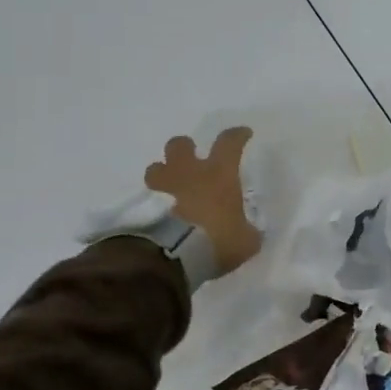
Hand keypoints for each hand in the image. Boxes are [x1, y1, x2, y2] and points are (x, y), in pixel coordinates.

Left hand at [144, 127, 260, 275]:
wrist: (175, 256)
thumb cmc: (217, 240)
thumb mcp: (245, 241)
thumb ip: (247, 232)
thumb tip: (247, 232)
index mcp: (218, 174)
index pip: (229, 143)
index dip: (237, 136)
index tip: (243, 134)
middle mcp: (189, 173)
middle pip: (179, 145)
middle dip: (185, 149)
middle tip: (191, 160)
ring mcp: (163, 188)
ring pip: (155, 168)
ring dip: (162, 174)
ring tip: (168, 188)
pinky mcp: (143, 208)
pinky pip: (147, 198)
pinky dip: (152, 204)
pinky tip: (159, 215)